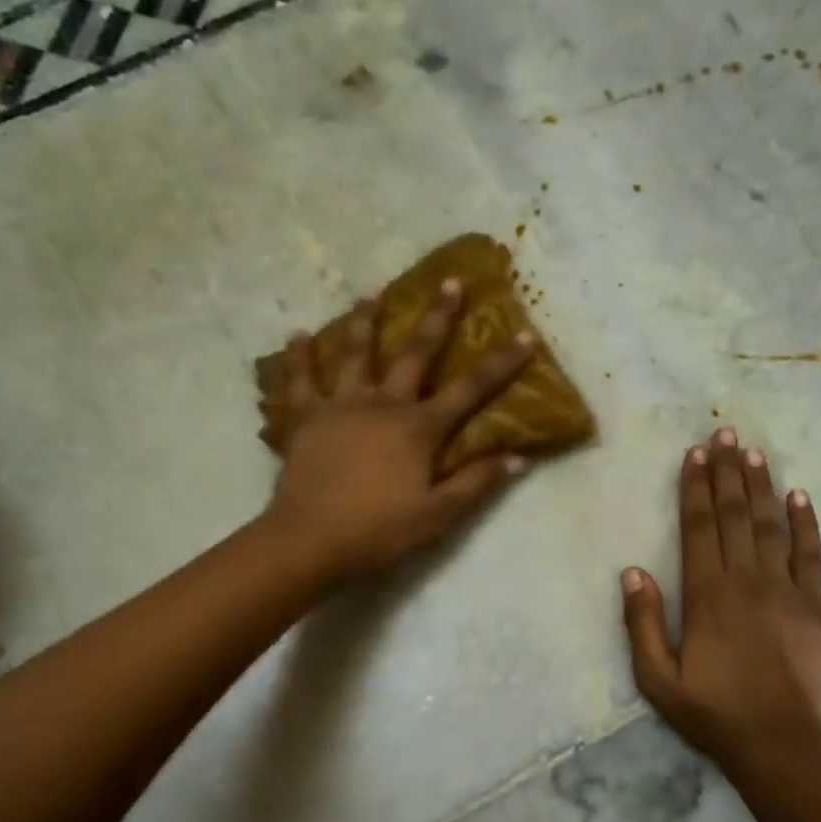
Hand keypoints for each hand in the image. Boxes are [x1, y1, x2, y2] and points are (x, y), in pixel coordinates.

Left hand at [264, 278, 534, 578]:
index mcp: (418, 428)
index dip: (500, 363)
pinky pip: (300, 380)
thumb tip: (518, 457)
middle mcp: (382, 404)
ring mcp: (340, 405)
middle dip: (437, 317)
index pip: (470, 389)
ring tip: (371, 292)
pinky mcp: (304, 418)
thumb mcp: (438, 514)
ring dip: (365, 321)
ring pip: (355, 353)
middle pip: (415, 353)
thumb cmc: (379, 530)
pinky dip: (298, 356)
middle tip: (450, 281)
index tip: (524, 335)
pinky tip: (296, 334)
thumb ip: (477, 482)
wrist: (310, 540)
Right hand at [621, 427, 820, 765]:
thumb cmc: (711, 711)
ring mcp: (786, 589)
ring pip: (771, 525)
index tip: (694, 454)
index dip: (695, 487)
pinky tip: (799, 496)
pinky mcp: (815, 605)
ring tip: (752, 451)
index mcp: (707, 594)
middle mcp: (746, 580)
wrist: (777, 743)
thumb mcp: (656, 677)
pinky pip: (811, 554)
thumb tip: (633, 571)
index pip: (699, 527)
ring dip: (761, 485)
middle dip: (727, 471)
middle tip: (723, 432)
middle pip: (735, 514)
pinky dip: (805, 523)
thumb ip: (642, 622)